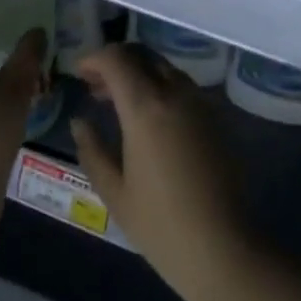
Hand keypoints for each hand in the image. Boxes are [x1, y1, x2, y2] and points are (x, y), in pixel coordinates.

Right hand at [71, 45, 252, 296]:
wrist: (222, 246)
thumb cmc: (160, 224)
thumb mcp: (114, 191)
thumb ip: (92, 149)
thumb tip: (80, 121)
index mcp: (146, 106)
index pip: (117, 59)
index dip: (94, 58)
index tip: (78, 73)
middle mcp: (176, 92)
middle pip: (142, 55)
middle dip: (115, 62)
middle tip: (94, 86)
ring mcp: (200, 102)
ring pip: (164, 68)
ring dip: (138, 73)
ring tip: (117, 102)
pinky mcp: (216, 116)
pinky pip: (182, 86)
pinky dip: (159, 86)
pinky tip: (148, 116)